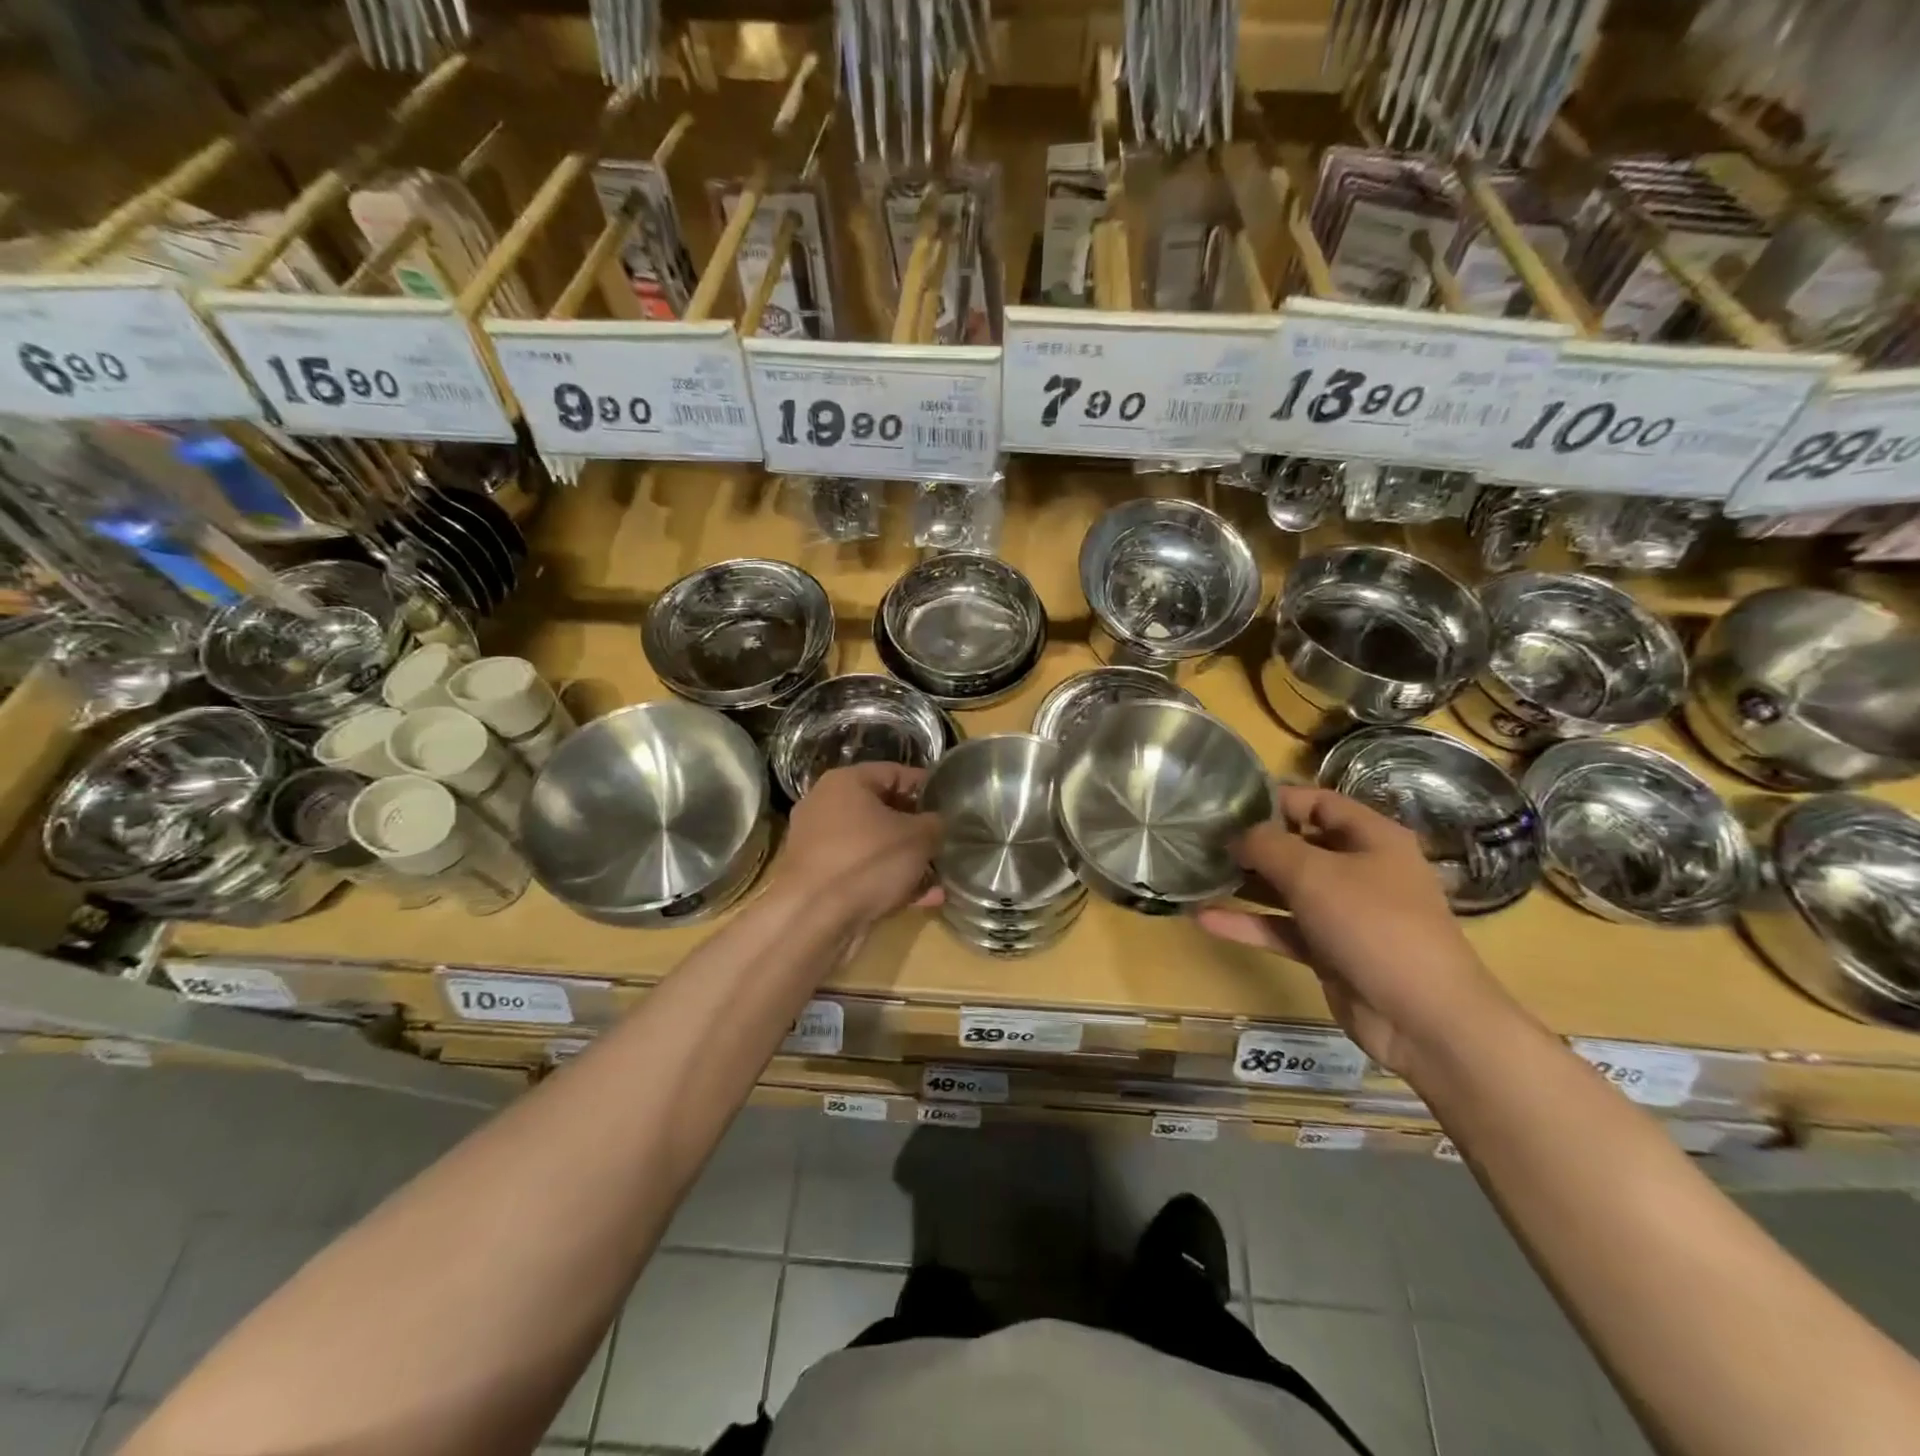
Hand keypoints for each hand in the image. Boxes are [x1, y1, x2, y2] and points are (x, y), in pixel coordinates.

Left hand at [773, 763, 941, 928]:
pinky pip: (865, 873)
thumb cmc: (868, 861)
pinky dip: (891, 882)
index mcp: (846, 782)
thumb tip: (939, 823)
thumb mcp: (918, 837)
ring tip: (941, 875)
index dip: (928, 787)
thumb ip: (936, 823)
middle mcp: (827, 807)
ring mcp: (822, 846)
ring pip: (876, 846)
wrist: (815, 920)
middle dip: (919, 829)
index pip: (895, 772)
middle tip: (948, 841)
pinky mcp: (822, 880)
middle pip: (884, 810)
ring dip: (908, 860)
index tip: (953, 804)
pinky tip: (925, 898)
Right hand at [1198, 786, 1512, 1072]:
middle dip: (1252, 843)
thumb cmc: (1374, 925)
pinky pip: (1282, 928)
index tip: (1226, 804)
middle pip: (1298, 845)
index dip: (1274, 799)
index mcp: (1371, 838)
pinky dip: (1248, 923)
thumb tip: (1237, 836)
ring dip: (1245, 884)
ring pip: (1286, 889)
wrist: (1424, 1019)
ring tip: (1197, 874)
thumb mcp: (1314, 874)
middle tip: (1202, 840)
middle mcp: (1359, 870)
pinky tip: (1205, 918)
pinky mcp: (1329, 951)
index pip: (1317, 803)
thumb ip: (1268, 846)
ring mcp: (1344, 913)